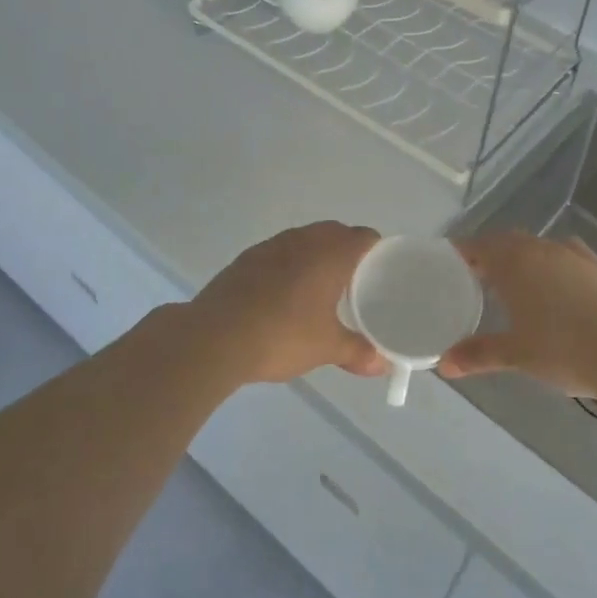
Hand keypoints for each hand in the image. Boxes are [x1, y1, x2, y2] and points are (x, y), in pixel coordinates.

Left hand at [188, 222, 384, 383]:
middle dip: (346, 251)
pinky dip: (288, 265)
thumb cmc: (282, 335)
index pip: (364, 237)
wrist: (214, 338)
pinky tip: (284, 295)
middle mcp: (302, 240)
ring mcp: (270, 246)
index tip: (381, 273)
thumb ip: (357, 352)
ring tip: (320, 288)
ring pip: (304, 240)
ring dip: (315, 255)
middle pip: (334, 232)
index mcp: (330, 254)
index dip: (376, 251)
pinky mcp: (245, 259)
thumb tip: (382, 365)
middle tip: (354, 283)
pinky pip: (278, 253)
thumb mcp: (326, 348)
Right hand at [439, 232, 596, 396]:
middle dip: (489, 255)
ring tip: (512, 284)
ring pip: (537, 247)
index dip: (461, 253)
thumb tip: (443, 364)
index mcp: (514, 263)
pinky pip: (564, 255)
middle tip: (475, 277)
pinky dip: (550, 264)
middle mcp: (541, 249)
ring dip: (520, 258)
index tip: (447, 264)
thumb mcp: (516, 355)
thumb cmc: (564, 350)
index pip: (478, 246)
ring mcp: (574, 255)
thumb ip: (477, 354)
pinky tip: (555, 284)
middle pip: (507, 242)